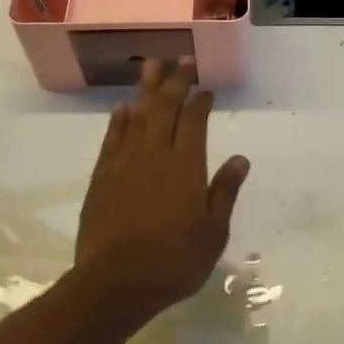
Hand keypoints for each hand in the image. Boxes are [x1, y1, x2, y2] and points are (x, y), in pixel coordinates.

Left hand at [72, 59, 250, 321]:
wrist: (115, 283)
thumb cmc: (174, 260)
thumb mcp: (213, 232)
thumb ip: (225, 191)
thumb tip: (241, 158)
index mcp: (186, 165)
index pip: (194, 121)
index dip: (200, 101)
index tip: (206, 88)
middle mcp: (156, 154)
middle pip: (165, 108)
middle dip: (174, 81)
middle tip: (181, 60)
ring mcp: (125, 163)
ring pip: (137, 116)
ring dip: (145, 90)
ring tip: (150, 67)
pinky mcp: (102, 178)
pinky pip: (112, 139)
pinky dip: (119, 121)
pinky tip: (123, 109)